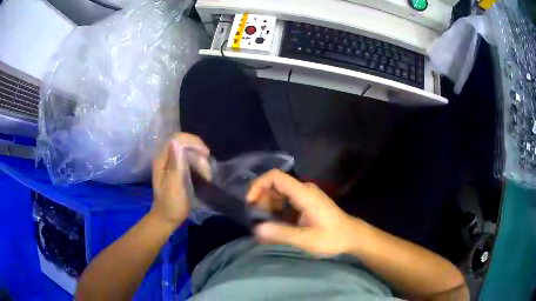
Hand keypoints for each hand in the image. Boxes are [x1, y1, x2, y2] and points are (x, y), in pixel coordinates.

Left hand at [151, 133, 209, 227]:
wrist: (167, 218)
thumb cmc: (171, 205)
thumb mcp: (174, 187)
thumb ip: (175, 165)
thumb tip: (176, 143)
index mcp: (161, 160)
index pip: (176, 139)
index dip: (192, 141)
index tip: (205, 153)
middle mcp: (165, 157)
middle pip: (183, 142)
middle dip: (198, 150)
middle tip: (207, 166)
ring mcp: (170, 162)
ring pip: (188, 150)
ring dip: (200, 159)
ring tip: (206, 174)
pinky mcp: (176, 168)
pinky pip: (189, 158)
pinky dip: (198, 164)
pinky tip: (203, 173)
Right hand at [246, 169, 366, 256]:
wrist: (353, 237)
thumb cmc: (332, 237)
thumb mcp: (306, 239)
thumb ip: (281, 233)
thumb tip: (256, 228)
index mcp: (304, 193)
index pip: (275, 177)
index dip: (258, 185)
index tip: (250, 202)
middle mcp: (304, 190)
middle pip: (275, 185)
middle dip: (262, 199)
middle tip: (257, 219)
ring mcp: (306, 196)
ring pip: (280, 194)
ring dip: (269, 206)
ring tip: (265, 224)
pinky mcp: (307, 203)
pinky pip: (287, 201)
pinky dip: (277, 210)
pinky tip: (275, 225)